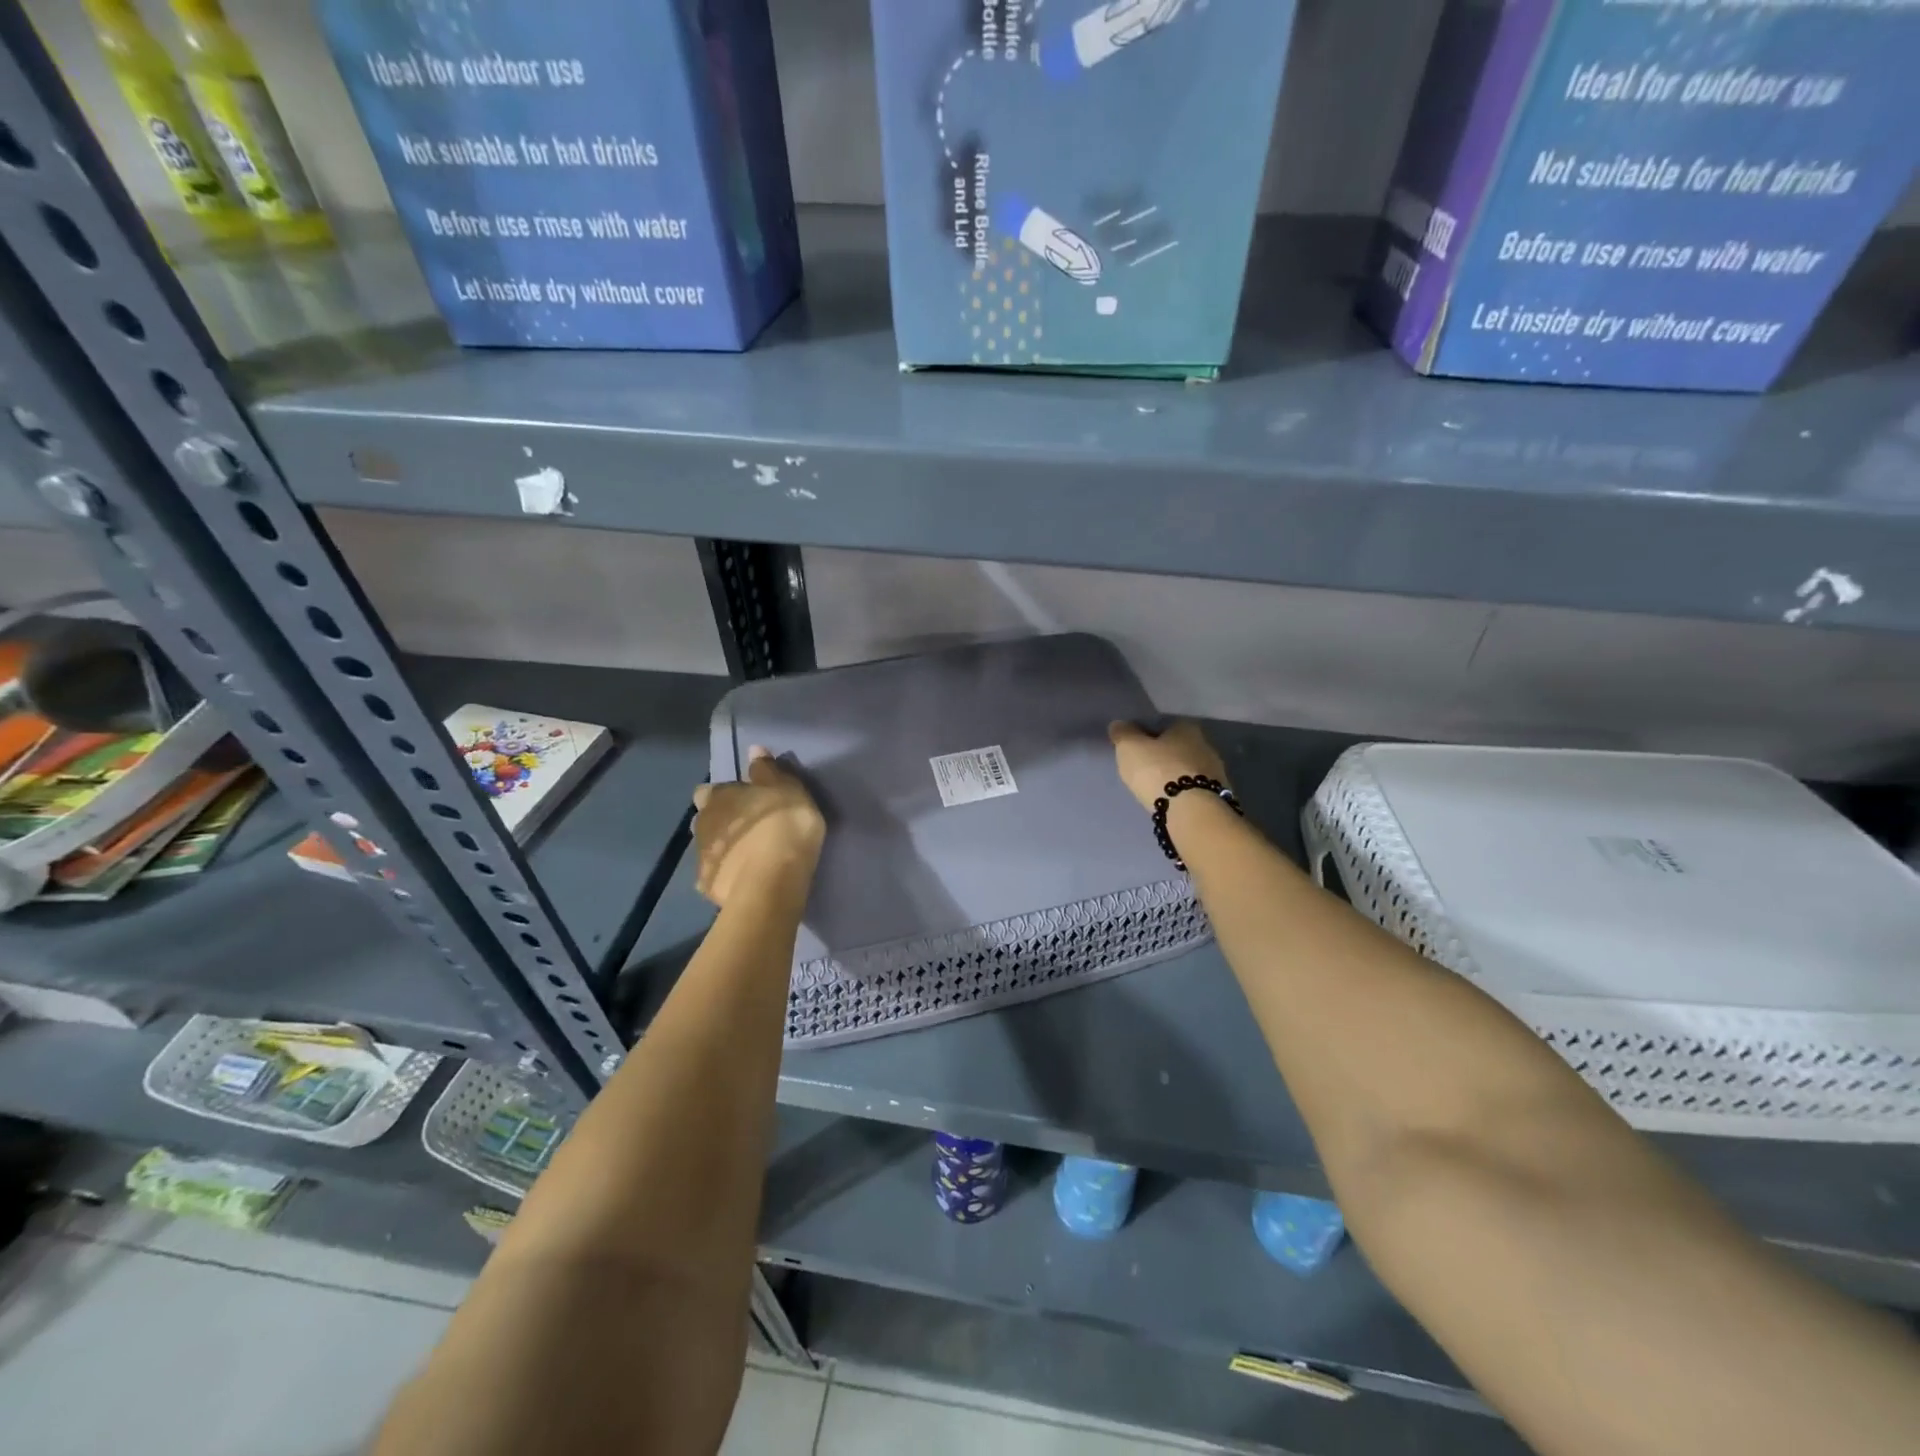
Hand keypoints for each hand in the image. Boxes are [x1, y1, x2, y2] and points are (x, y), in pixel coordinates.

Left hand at [690, 747, 825, 908]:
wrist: (771, 882)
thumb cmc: (782, 825)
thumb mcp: (787, 789)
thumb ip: (767, 770)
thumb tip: (753, 750)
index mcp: (718, 797)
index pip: (709, 790)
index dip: (724, 795)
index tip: (743, 801)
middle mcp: (702, 823)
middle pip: (705, 819)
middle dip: (720, 822)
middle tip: (748, 828)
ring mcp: (701, 858)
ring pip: (708, 848)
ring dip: (725, 848)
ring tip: (749, 856)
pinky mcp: (709, 887)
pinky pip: (717, 877)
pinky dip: (727, 876)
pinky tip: (745, 880)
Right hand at [1108, 719, 1227, 812]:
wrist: (1191, 810)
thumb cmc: (1158, 770)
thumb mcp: (1130, 747)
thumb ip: (1123, 734)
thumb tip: (1119, 725)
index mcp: (1186, 728)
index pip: (1165, 725)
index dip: (1149, 734)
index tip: (1137, 747)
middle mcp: (1206, 745)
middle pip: (1180, 747)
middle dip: (1165, 756)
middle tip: (1146, 768)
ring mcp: (1216, 772)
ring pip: (1189, 769)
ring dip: (1175, 776)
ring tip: (1158, 788)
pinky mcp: (1217, 796)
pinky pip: (1195, 789)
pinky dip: (1184, 793)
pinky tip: (1173, 801)